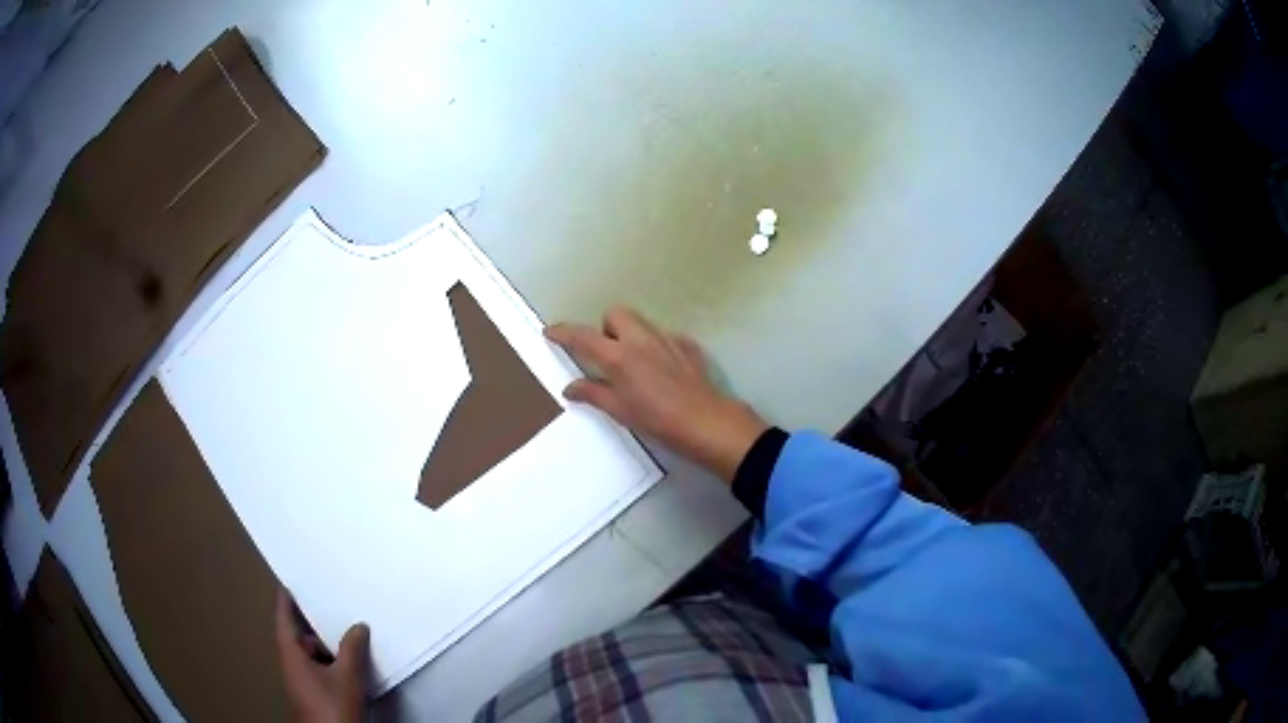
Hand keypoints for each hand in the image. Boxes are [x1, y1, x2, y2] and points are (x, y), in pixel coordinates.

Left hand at [275, 589, 369, 722]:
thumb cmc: (332, 706)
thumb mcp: (347, 676)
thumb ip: (352, 648)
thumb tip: (358, 626)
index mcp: (290, 653)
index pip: (283, 616)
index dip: (286, 597)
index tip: (292, 577)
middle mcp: (291, 663)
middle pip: (299, 635)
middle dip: (316, 623)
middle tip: (332, 606)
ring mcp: (301, 681)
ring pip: (311, 654)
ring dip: (327, 646)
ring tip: (349, 636)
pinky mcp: (313, 694)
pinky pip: (319, 668)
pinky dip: (332, 661)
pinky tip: (351, 664)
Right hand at [545, 307, 768, 480]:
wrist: (704, 420)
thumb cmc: (657, 419)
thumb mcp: (619, 410)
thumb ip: (593, 394)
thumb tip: (571, 388)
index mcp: (618, 356)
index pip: (583, 337)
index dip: (563, 332)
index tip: (551, 332)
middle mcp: (640, 339)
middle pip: (615, 314)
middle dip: (606, 327)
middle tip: (607, 355)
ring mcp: (666, 339)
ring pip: (640, 322)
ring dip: (630, 334)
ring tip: (633, 363)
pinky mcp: (686, 345)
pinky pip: (663, 336)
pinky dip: (655, 346)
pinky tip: (661, 369)